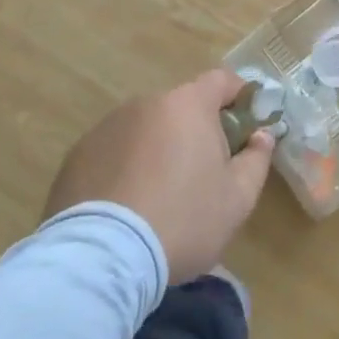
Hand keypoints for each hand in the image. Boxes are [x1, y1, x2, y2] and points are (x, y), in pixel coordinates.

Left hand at [44, 69, 275, 283]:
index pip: (221, 80)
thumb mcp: (237, 198)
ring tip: (159, 196)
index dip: (239, 96)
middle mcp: (146, 103)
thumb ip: (256, 159)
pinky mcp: (78, 155)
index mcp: (188, 105)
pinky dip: (125, 168)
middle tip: (203, 172)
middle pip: (181, 107)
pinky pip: (114, 152)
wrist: (102, 258)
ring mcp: (107, 127)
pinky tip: (126, 207)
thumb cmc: (183, 220)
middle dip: (196, 131)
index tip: (247, 123)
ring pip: (146, 129)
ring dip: (158, 149)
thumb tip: (261, 136)